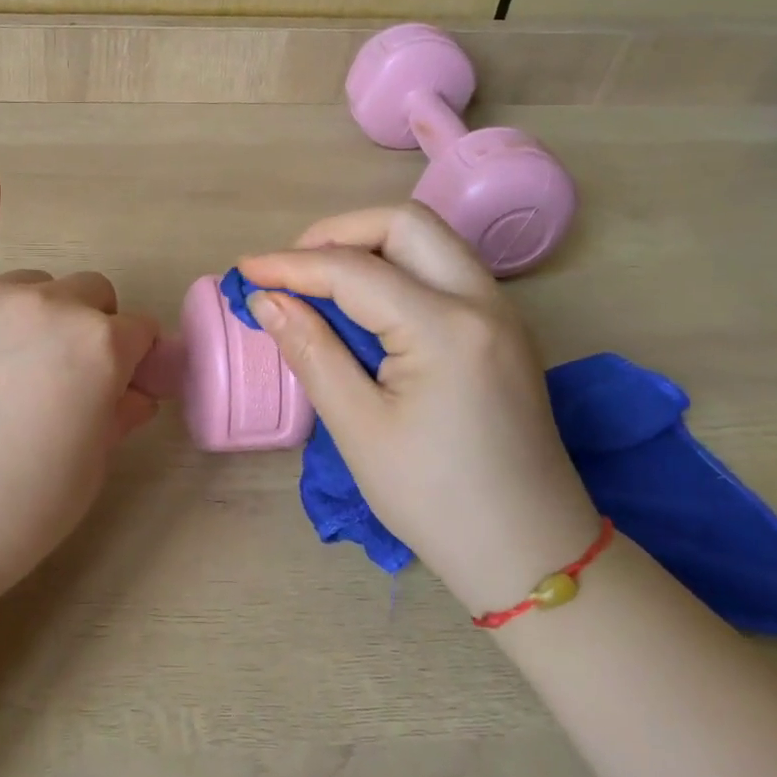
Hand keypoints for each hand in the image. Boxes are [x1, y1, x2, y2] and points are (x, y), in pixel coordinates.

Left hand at [0, 165, 159, 614]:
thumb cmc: (17, 511)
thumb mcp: (90, 468)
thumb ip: (118, 412)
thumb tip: (133, 388)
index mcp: (99, 346)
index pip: (139, 334)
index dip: (135, 364)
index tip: (122, 390)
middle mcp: (49, 306)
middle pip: (90, 295)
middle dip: (91, 329)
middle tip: (63, 380)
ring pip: (35, 282)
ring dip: (40, 311)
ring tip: (9, 361)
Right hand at [237, 203, 599, 615]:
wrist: (532, 552)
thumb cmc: (436, 500)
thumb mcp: (359, 429)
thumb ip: (311, 352)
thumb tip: (267, 300)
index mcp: (446, 328)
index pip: (354, 270)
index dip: (291, 264)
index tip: (244, 270)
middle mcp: (482, 301)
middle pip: (404, 224)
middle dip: (337, 233)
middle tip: (290, 271)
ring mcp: (500, 312)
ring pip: (428, 240)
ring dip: (368, 246)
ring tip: (318, 283)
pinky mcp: (501, 329)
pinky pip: (442, 270)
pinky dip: (395, 269)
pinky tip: (362, 306)